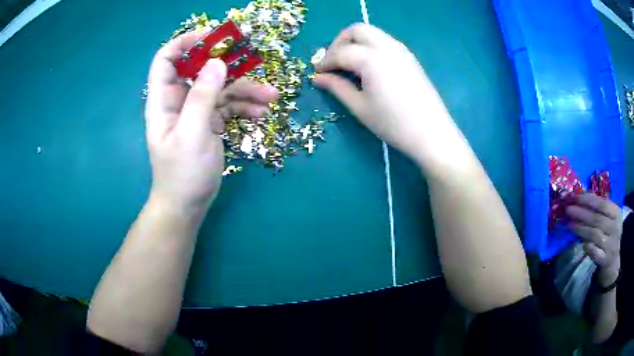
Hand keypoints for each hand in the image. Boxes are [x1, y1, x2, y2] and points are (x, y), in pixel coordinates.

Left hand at [145, 30, 276, 214]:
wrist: (188, 205)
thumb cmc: (182, 173)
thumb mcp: (192, 134)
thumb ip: (202, 97)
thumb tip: (217, 62)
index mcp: (164, 99)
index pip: (166, 59)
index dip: (185, 43)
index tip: (212, 38)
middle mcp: (179, 99)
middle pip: (200, 69)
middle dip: (226, 63)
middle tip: (252, 59)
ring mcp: (196, 110)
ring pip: (220, 87)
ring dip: (245, 89)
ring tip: (270, 97)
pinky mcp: (209, 121)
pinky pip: (228, 105)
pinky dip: (244, 106)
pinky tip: (261, 113)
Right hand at [313, 24, 457, 169]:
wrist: (432, 134)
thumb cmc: (393, 124)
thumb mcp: (360, 107)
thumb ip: (337, 87)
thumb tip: (318, 78)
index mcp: (372, 59)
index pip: (341, 52)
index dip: (325, 62)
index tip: (317, 74)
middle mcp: (387, 47)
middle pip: (357, 30)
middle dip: (340, 42)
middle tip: (333, 62)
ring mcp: (401, 50)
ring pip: (373, 33)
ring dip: (356, 42)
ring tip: (349, 64)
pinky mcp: (410, 58)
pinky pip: (385, 42)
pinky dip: (370, 47)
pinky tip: (368, 67)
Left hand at [566, 194, 621, 286]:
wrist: (612, 261)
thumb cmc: (608, 233)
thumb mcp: (608, 218)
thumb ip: (597, 209)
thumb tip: (579, 196)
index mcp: (616, 213)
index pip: (602, 204)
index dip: (588, 200)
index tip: (575, 197)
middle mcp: (615, 228)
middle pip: (597, 219)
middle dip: (581, 213)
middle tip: (568, 209)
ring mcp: (610, 245)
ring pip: (594, 235)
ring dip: (580, 229)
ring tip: (569, 224)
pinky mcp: (604, 260)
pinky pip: (594, 251)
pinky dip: (587, 246)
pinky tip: (580, 242)